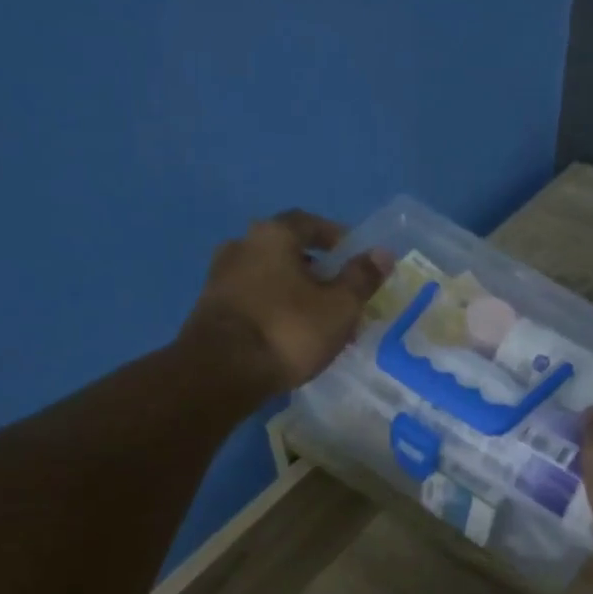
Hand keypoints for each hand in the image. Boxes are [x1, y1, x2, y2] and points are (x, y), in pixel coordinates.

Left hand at [182, 211, 388, 393]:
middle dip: (314, 268)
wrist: (222, 371)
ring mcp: (220, 277)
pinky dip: (273, 309)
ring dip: (292, 291)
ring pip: (267, 277)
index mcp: (272, 235)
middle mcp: (241, 246)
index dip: (334, 236)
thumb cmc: (288, 330)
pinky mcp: (210, 309)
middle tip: (338, 292)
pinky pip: (252, 300)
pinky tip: (287, 334)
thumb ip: (361, 278)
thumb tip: (382, 253)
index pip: (309, 222)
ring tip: (316, 318)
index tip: (352, 255)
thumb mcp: (339, 307)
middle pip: (285, 250)